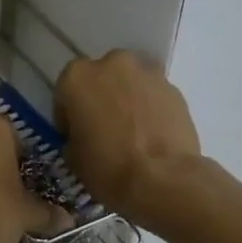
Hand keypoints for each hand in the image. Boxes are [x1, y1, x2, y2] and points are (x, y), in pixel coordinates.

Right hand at [55, 51, 204, 228]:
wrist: (162, 179)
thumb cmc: (107, 167)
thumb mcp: (73, 157)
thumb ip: (75, 134)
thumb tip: (85, 135)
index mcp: (77, 76)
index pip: (66, 91)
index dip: (70, 114)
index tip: (76, 134)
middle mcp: (112, 63)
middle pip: (102, 76)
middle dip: (102, 97)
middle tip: (105, 127)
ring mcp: (147, 73)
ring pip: (131, 81)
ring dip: (128, 97)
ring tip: (133, 129)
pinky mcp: (175, 88)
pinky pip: (155, 94)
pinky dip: (152, 107)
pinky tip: (153, 133)